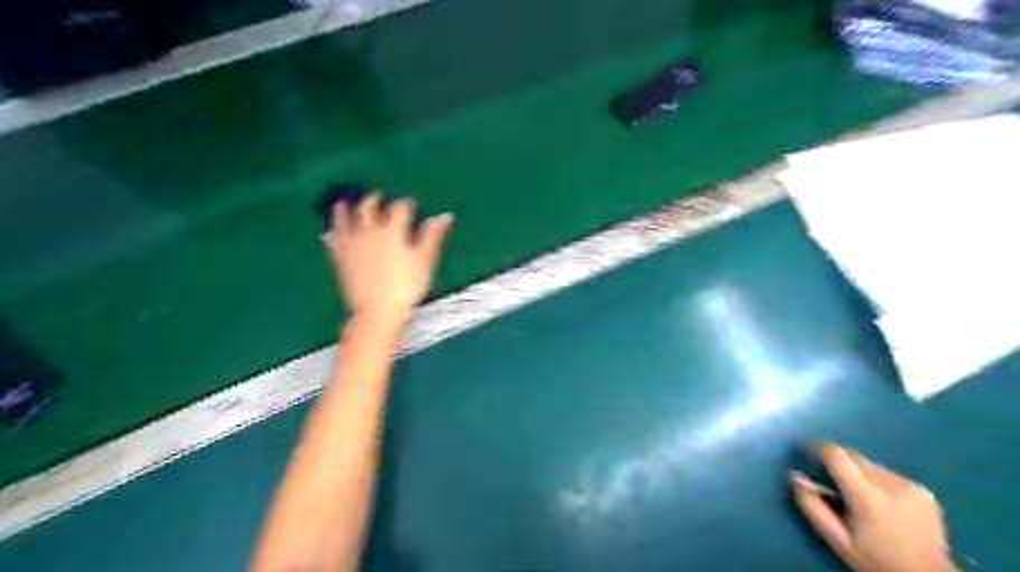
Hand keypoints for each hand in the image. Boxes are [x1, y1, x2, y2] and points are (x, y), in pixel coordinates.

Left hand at [322, 190, 454, 325]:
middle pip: (368, 208)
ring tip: (343, 203)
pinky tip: (327, 232)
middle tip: (377, 196)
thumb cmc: (406, 286)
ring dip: (344, 210)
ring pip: (345, 220)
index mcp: (392, 231)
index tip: (410, 202)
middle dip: (374, 200)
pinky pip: (333, 241)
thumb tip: (444, 216)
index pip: (399, 209)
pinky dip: (331, 235)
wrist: (377, 310)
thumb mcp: (425, 261)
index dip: (406, 203)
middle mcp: (369, 231)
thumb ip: (432, 236)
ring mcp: (352, 244)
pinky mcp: (340, 258)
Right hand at [791, 446, 961, 571]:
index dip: (818, 449)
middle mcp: (890, 483)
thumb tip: (794, 476)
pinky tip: (883, 505)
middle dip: (837, 463)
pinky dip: (877, 482)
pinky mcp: (923, 490)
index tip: (807, 454)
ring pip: (870, 464)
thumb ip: (813, 507)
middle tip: (832, 485)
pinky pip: (889, 474)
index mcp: (867, 496)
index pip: (836, 454)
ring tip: (858, 498)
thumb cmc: (876, 561)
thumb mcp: (837, 540)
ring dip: (858, 473)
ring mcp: (910, 486)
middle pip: (852, 455)